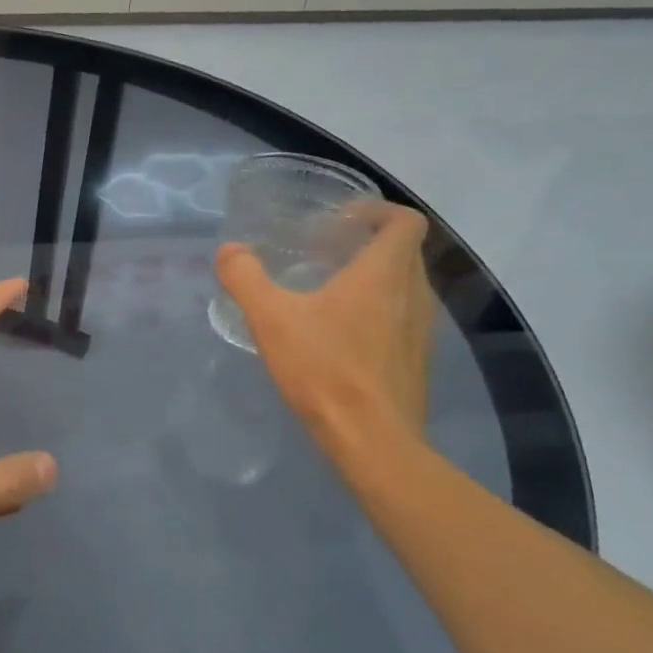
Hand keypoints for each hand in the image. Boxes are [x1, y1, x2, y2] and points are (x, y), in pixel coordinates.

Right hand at [216, 202, 436, 458]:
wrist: (372, 441)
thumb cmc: (324, 369)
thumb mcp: (270, 318)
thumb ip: (245, 277)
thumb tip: (231, 251)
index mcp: (384, 273)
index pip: (405, 221)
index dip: (377, 211)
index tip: (340, 221)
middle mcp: (414, 294)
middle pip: (404, 251)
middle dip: (368, 243)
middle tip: (325, 252)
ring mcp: (421, 330)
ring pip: (405, 286)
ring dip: (374, 278)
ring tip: (329, 291)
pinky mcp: (416, 360)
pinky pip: (402, 319)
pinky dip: (378, 312)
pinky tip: (340, 334)